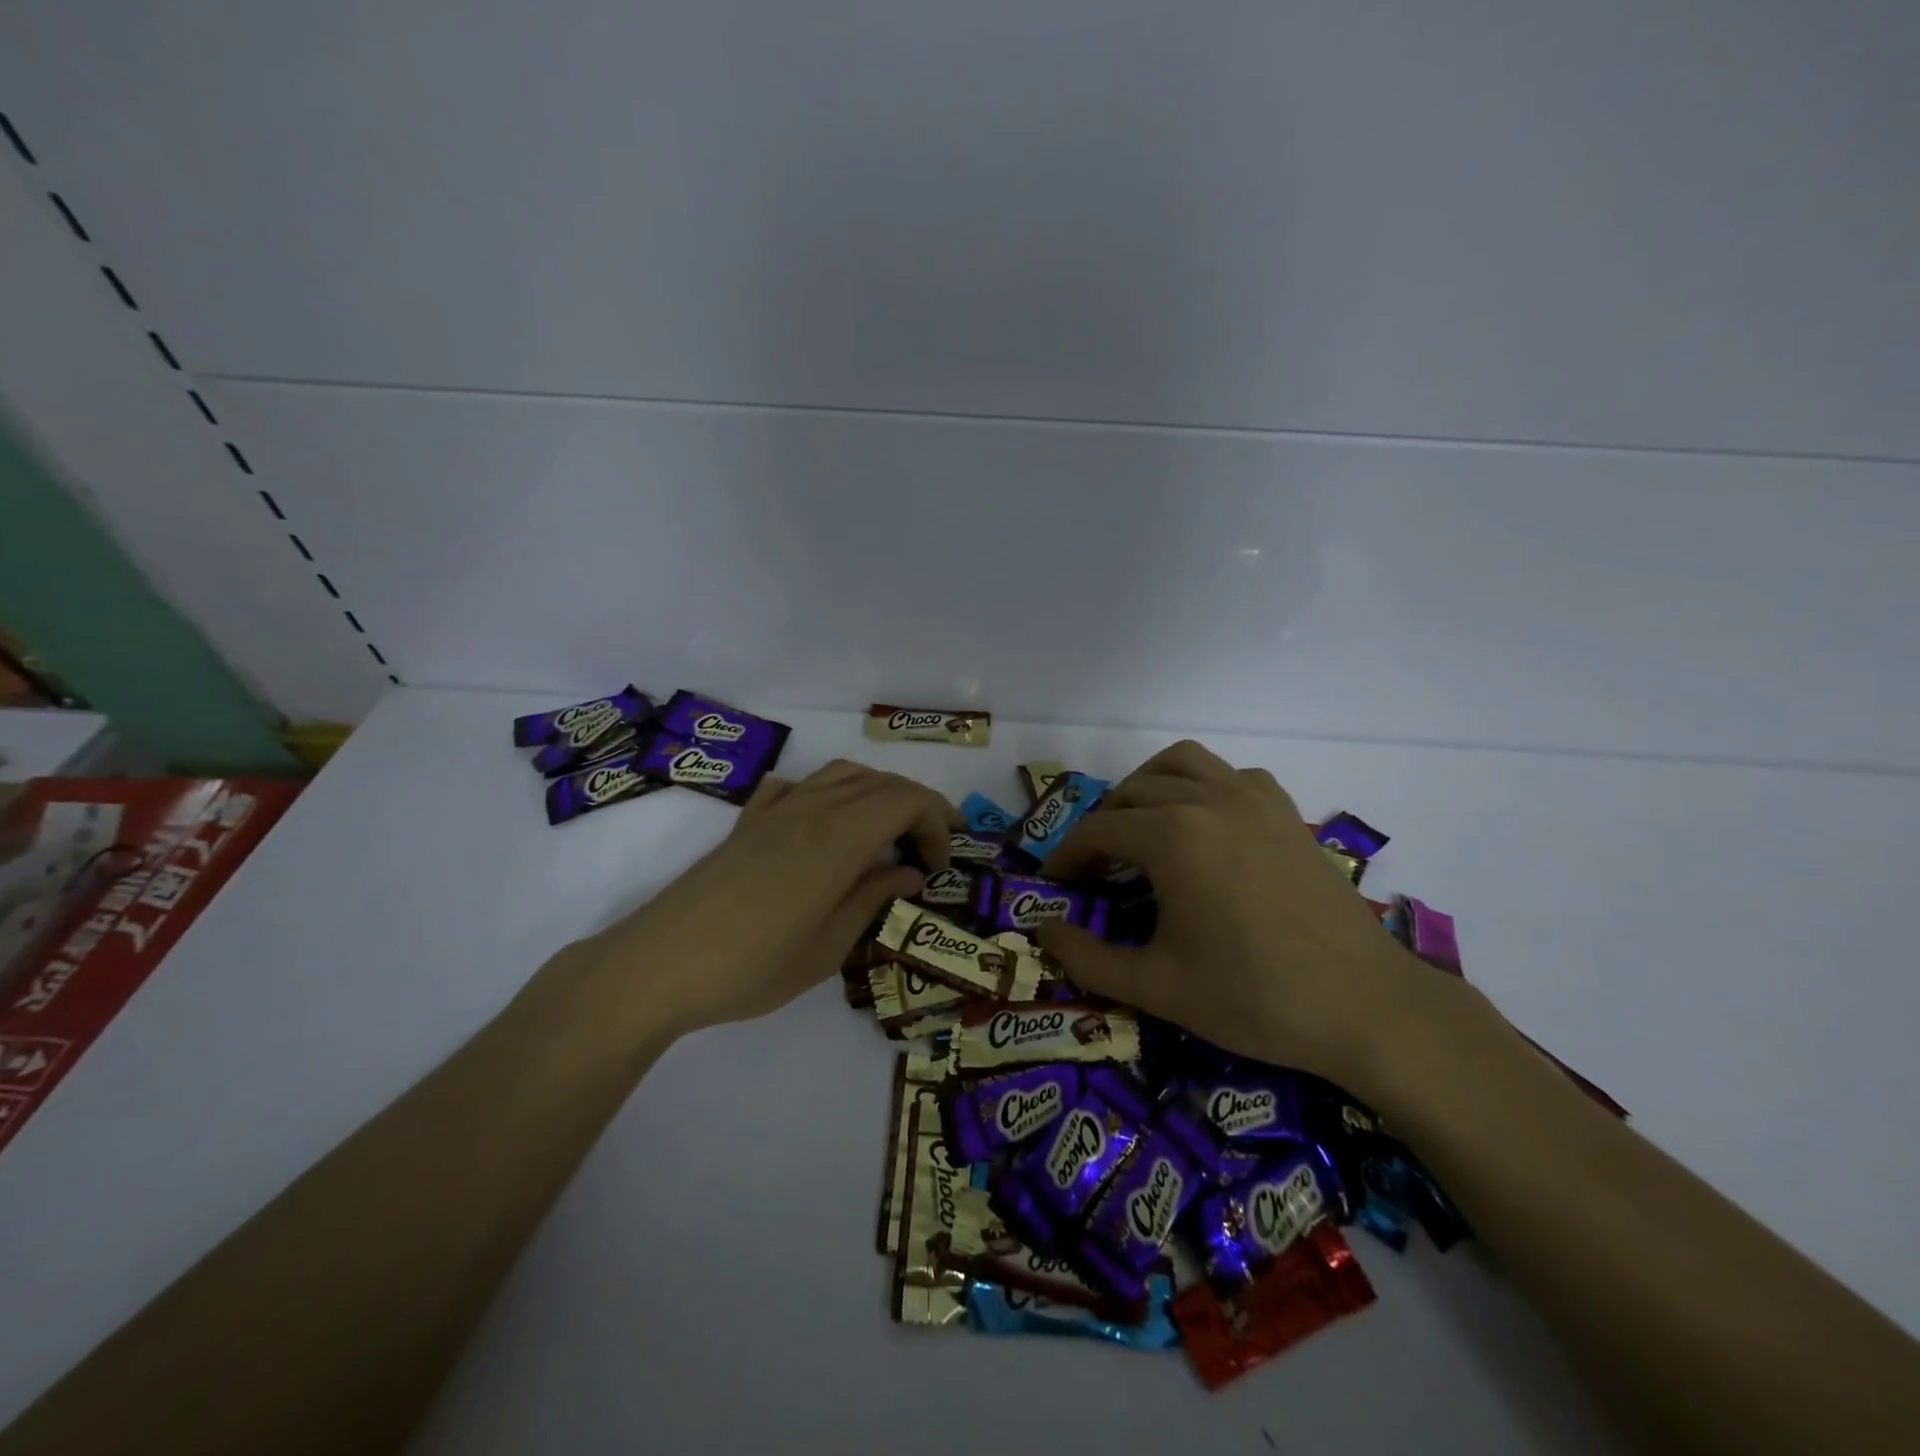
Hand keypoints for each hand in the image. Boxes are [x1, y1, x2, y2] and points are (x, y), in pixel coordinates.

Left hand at [579, 761, 957, 1038]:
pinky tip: (826, 823)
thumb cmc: (753, 966)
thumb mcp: (829, 946)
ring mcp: (776, 809)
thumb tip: (909, 873)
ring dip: (878, 794)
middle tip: (929, 850)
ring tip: (888, 833)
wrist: (660, 964)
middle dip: (917, 807)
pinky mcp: (749, 820)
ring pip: (843, 774)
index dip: (937, 822)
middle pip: (881, 782)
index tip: (940, 864)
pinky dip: (829, 793)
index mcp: (839, 837)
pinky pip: (801, 785)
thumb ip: (873, 898)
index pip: (906, 800)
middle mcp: (812, 808)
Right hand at [1035, 741, 1439, 1090]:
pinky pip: (1231, 776)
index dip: (1068, 856)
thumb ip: (1087, 958)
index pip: (1098, 830)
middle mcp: (1209, 799)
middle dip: (1103, 824)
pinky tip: (1205, 826)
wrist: (1366, 1006)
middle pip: (1133, 792)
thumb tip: (1044, 932)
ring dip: (1148, 786)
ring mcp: (1255, 799)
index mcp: (1172, 835)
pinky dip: (1202, 786)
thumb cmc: (1254, 996)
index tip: (1055, 884)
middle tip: (1094, 867)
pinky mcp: (1287, 813)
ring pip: (1182, 764)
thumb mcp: (1157, 986)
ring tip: (1139, 827)